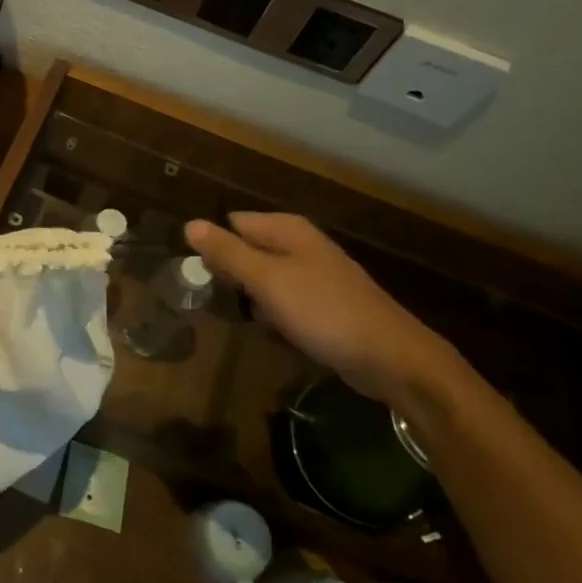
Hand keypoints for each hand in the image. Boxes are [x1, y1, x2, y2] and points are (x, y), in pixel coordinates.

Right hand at [184, 212, 462, 408]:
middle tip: (215, 299)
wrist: (391, 358)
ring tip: (242, 318)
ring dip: (251, 298)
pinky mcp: (324, 305)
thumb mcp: (267, 280)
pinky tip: (272, 332)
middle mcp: (300, 245)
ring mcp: (315, 275)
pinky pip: (284, 301)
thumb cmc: (323, 311)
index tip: (196, 274)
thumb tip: (189, 224)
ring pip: (264, 278)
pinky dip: (274, 314)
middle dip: (230, 273)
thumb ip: (227, 252)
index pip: (232, 224)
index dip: (212, 246)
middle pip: (248, 250)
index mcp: (287, 230)